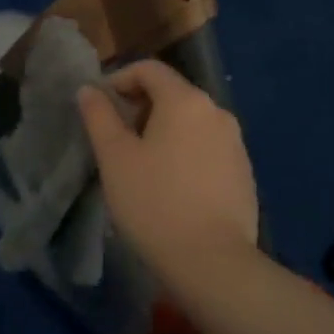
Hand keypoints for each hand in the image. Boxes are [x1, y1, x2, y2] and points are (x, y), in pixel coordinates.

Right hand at [76, 60, 258, 288]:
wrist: (214, 264)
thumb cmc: (155, 203)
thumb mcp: (114, 157)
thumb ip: (98, 115)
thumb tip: (89, 89)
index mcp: (185, 100)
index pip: (148, 69)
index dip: (119, 80)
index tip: (99, 108)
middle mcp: (216, 112)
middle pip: (171, 93)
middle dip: (139, 107)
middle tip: (116, 139)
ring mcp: (235, 143)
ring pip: (190, 122)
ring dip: (162, 131)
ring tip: (141, 165)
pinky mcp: (244, 173)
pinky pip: (207, 147)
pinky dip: (185, 152)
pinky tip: (171, 187)